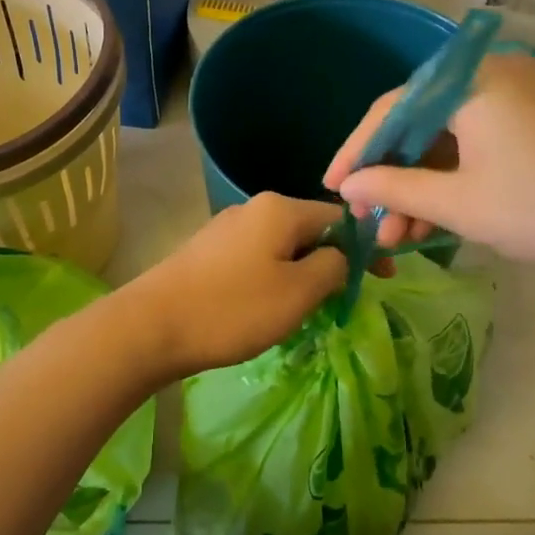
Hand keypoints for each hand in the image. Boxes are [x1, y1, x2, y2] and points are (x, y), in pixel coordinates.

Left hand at [122, 193, 346, 377]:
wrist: (152, 326)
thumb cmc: (233, 309)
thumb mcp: (298, 292)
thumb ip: (333, 267)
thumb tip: (340, 256)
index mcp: (280, 209)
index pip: (340, 217)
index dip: (366, 247)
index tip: (382, 280)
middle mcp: (253, 208)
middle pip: (309, 230)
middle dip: (331, 263)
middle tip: (342, 302)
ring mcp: (226, 229)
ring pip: (281, 247)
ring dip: (301, 274)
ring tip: (306, 311)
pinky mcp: (207, 252)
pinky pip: (255, 259)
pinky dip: (273, 279)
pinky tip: (267, 308)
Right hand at [322, 53, 534, 287]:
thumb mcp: (459, 203)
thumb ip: (394, 187)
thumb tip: (347, 186)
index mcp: (470, 81)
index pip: (391, 107)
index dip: (356, 150)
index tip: (332, 188)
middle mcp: (492, 74)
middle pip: (419, 121)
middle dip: (390, 175)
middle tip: (370, 220)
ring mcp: (519, 97)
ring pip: (448, 138)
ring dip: (420, 184)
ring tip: (399, 235)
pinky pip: (477, 144)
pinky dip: (453, 179)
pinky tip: (434, 221)